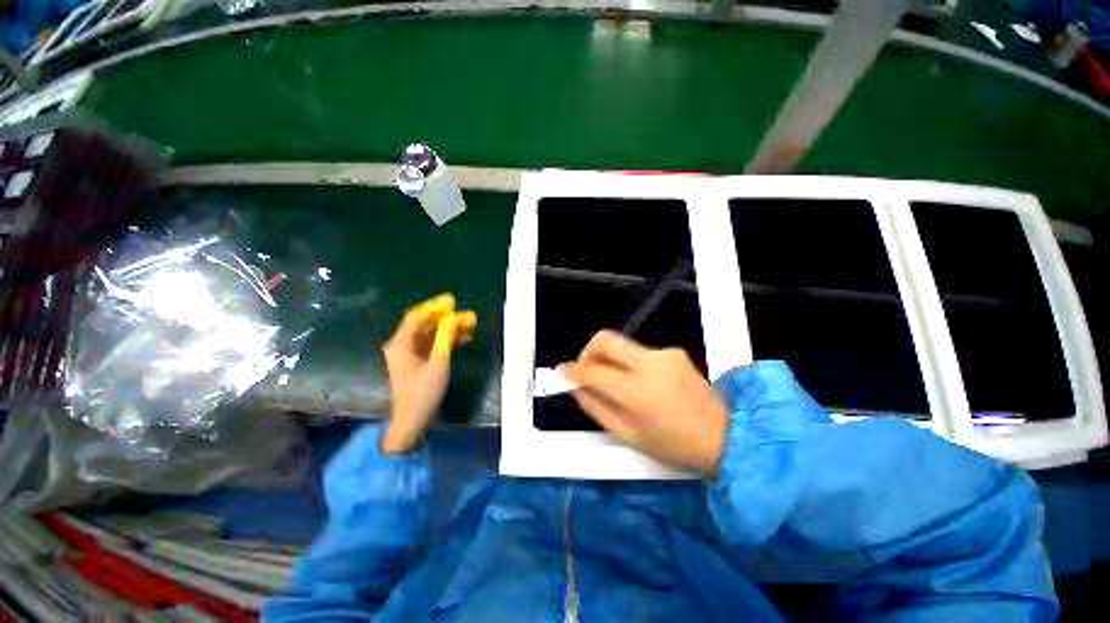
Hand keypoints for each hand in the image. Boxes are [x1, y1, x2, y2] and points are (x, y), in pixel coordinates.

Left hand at [381, 293, 475, 453]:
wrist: (413, 420)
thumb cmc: (423, 393)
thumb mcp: (438, 364)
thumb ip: (445, 338)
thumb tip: (453, 317)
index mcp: (401, 344)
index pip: (416, 317)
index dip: (435, 307)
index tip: (453, 301)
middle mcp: (402, 345)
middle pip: (424, 324)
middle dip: (445, 317)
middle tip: (465, 314)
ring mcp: (409, 353)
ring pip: (430, 333)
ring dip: (448, 329)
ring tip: (469, 325)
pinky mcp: (416, 360)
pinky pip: (431, 343)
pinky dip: (445, 340)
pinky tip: (462, 339)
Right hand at [561, 330, 729, 476]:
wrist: (725, 435)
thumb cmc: (673, 445)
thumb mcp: (628, 435)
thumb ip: (597, 408)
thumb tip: (577, 388)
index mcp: (636, 391)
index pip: (593, 371)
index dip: (572, 370)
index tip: (562, 372)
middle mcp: (649, 363)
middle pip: (605, 339)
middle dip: (587, 351)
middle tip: (584, 369)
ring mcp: (663, 354)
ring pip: (621, 345)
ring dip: (609, 359)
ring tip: (614, 382)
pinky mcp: (673, 351)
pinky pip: (639, 352)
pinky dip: (630, 363)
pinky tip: (641, 382)